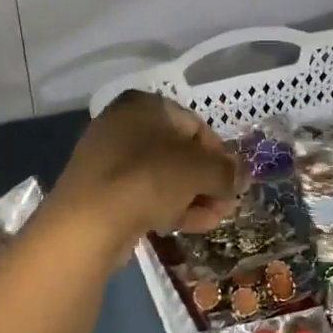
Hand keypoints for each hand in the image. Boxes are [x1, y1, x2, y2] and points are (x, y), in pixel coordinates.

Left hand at [52, 91, 240, 244]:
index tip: (233, 180)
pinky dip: (167, 206)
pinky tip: (187, 227)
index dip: (219, 153)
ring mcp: (108, 159)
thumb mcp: (200, 170)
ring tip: (213, 220)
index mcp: (144, 105)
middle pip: (179, 152)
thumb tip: (242, 175)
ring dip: (192, 197)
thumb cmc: (150, 179)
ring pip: (162, 176)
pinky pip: (143, 193)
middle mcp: (122, 124)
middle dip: (207, 180)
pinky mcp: (101, 191)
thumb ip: (227, 170)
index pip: (195, 124)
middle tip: (226, 204)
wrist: (89, 222)